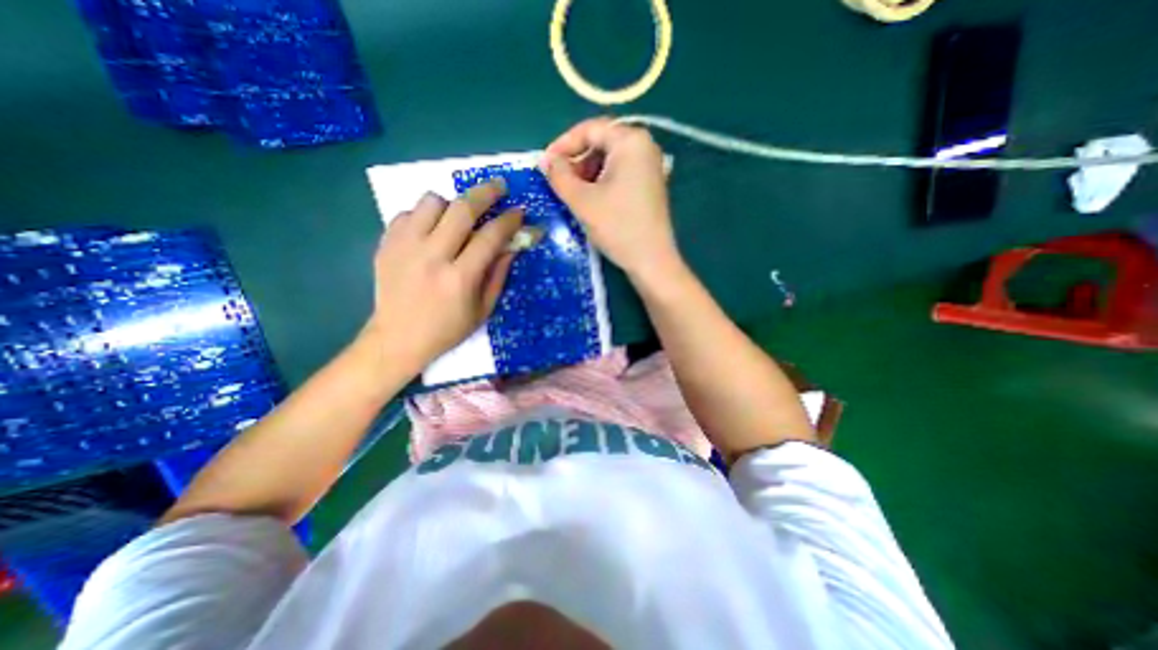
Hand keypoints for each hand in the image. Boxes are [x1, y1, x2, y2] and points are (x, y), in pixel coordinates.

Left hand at [366, 179, 519, 377]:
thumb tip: (512, 246)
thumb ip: (498, 274)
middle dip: (486, 193)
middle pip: (462, 209)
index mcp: (460, 278)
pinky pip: (408, 212)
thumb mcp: (483, 309)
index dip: (509, 220)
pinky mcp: (386, 244)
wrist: (397, 338)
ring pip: (431, 201)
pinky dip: (425, 216)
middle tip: (499, 187)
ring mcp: (405, 247)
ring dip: (452, 204)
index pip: (490, 237)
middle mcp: (432, 256)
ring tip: (459, 216)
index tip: (519, 211)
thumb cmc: (447, 329)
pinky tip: (431, 231)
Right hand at [542, 117, 680, 277]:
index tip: (545, 165)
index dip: (563, 145)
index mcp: (630, 141)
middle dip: (576, 161)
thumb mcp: (582, 200)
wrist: (651, 260)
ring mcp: (650, 166)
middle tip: (559, 182)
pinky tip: (592, 200)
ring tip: (573, 194)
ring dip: (587, 173)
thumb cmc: (617, 227)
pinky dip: (601, 181)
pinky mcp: (650, 184)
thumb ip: (559, 175)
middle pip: (601, 143)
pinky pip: (620, 173)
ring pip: (609, 159)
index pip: (589, 129)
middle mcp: (644, 146)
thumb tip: (545, 160)